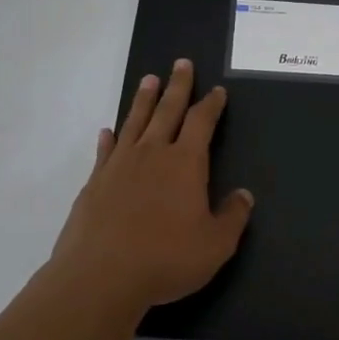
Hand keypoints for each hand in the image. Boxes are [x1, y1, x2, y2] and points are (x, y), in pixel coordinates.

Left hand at [47, 59, 254, 316]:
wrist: (100, 276)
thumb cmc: (166, 258)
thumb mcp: (215, 244)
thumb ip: (232, 216)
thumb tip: (243, 195)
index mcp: (185, 163)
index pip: (202, 122)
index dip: (211, 105)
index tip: (216, 91)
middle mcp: (152, 154)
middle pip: (167, 110)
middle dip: (177, 86)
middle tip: (181, 63)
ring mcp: (119, 166)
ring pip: (134, 122)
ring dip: (143, 100)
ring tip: (149, 80)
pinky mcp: (94, 183)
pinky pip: (105, 151)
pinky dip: (110, 138)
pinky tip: (108, 131)